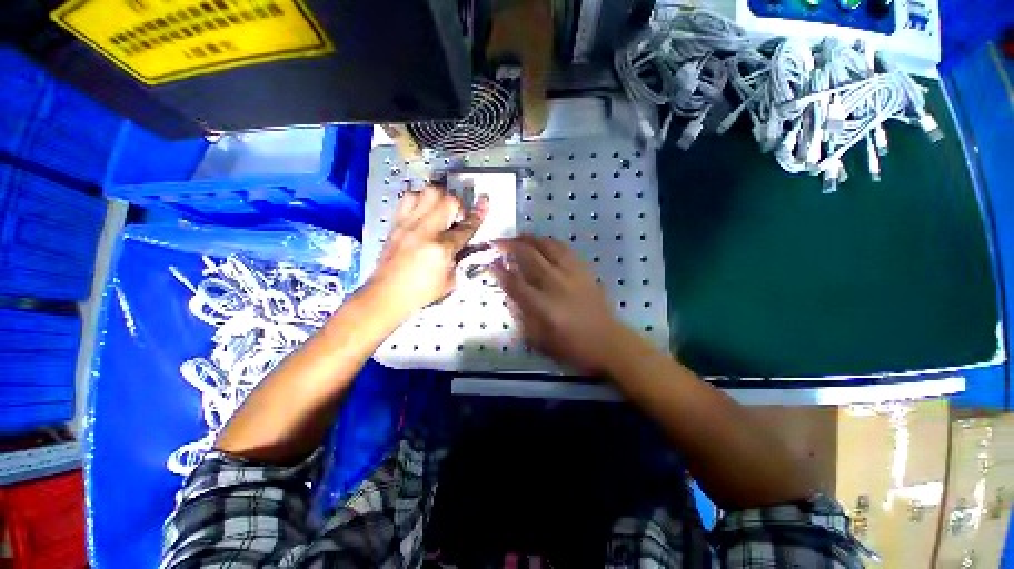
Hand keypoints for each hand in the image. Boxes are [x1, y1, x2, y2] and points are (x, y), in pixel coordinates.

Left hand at [367, 185, 488, 319]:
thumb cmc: (421, 292)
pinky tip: (423, 212)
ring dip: (439, 198)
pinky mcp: (395, 224)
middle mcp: (424, 231)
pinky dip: (420, 200)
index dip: (479, 214)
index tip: (484, 202)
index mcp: (441, 249)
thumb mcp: (451, 281)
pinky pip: (408, 198)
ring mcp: (407, 225)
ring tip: (440, 211)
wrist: (386, 295)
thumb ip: (464, 259)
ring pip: (427, 192)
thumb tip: (471, 243)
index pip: (466, 227)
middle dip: (458, 205)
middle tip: (458, 216)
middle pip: (447, 200)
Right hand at [492, 235, 625, 373]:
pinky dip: (548, 242)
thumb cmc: (571, 346)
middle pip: (529, 256)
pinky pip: (563, 248)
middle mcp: (555, 283)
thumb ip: (521, 315)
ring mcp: (571, 273)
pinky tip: (542, 242)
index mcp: (542, 305)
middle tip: (498, 243)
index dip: (498, 271)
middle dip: (510, 246)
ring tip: (517, 237)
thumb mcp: (539, 339)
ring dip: (529, 239)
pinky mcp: (583, 269)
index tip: (489, 264)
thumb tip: (509, 293)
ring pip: (547, 246)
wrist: (607, 341)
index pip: (514, 282)